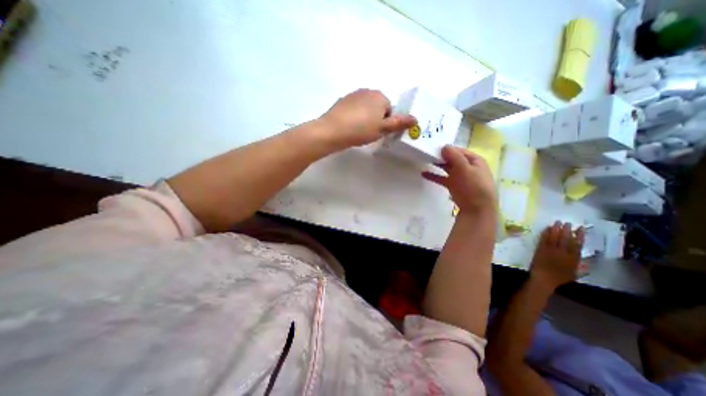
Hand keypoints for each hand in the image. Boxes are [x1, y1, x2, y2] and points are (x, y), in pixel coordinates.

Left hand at [318, 87, 417, 150]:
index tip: (378, 132)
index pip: (390, 109)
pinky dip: (354, 116)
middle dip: (376, 119)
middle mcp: (367, 91)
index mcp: (380, 96)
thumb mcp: (382, 129)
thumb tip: (416, 119)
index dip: (386, 123)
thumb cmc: (361, 130)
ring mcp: (353, 95)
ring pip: (365, 108)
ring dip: (365, 118)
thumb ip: (399, 123)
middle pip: (378, 107)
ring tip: (358, 130)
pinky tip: (349, 126)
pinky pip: (354, 109)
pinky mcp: (342, 101)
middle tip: (368, 132)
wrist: (332, 131)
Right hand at [422, 145, 498, 214]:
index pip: (459, 151)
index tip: (434, 148)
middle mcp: (468, 167)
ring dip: (437, 165)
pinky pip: (442, 178)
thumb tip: (444, 146)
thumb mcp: (465, 169)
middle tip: (427, 153)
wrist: (476, 209)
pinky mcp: (454, 186)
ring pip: (447, 168)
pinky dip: (434, 176)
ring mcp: (460, 177)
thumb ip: (455, 157)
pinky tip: (424, 174)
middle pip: (453, 159)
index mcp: (475, 160)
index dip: (448, 149)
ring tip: (425, 160)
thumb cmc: (473, 187)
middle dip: (441, 156)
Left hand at [529, 222, 585, 290]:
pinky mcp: (540, 249)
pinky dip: (545, 233)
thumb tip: (588, 261)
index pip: (578, 244)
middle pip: (565, 238)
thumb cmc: (559, 278)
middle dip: (567, 229)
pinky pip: (543, 239)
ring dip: (556, 229)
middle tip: (568, 222)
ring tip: (558, 222)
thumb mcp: (575, 274)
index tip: (581, 228)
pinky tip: (547, 228)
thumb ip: (582, 266)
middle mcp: (562, 252)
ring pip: (554, 237)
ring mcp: (550, 250)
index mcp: (573, 259)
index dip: (579, 235)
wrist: (543, 279)